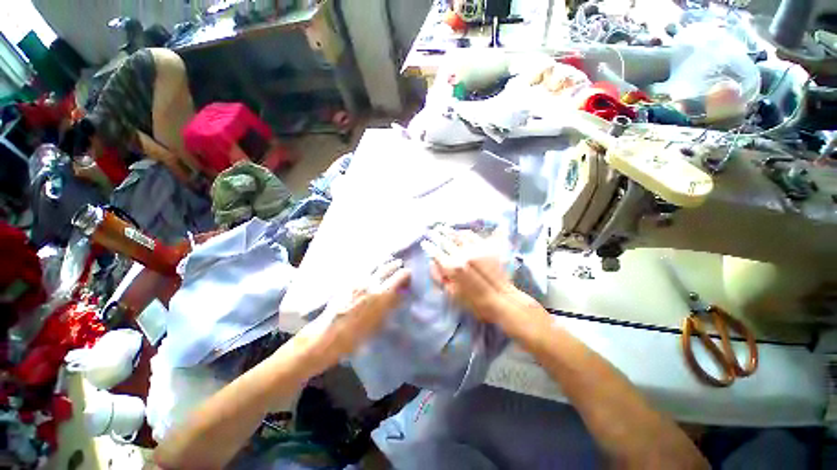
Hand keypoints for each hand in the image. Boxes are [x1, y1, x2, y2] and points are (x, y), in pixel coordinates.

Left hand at [293, 258, 410, 373]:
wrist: (327, 335)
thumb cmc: (356, 335)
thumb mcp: (379, 322)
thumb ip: (392, 304)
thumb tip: (401, 292)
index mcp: (381, 294)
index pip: (400, 275)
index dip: (406, 274)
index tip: (409, 275)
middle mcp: (371, 282)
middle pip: (387, 267)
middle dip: (396, 265)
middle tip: (400, 266)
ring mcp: (358, 280)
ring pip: (375, 265)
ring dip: (384, 263)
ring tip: (389, 263)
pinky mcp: (348, 281)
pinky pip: (364, 269)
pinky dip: (372, 268)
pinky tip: (372, 270)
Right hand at [422, 226, 518, 323]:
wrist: (499, 299)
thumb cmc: (472, 301)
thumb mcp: (450, 293)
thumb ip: (438, 276)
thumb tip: (432, 262)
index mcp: (451, 267)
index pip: (436, 252)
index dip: (428, 246)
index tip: (424, 242)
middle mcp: (461, 255)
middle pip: (446, 241)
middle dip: (436, 235)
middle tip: (431, 231)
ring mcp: (474, 249)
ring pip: (458, 236)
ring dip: (449, 231)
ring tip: (443, 228)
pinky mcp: (486, 248)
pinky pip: (472, 236)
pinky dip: (464, 232)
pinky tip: (460, 232)